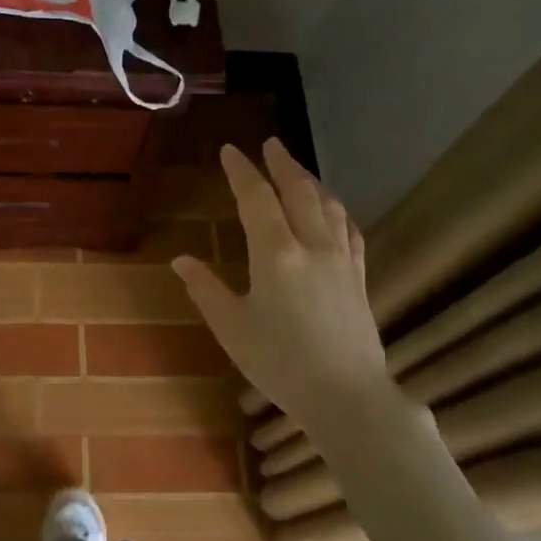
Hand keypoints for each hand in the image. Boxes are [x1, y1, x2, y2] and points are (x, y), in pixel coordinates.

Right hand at [173, 140, 385, 437]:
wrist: (348, 397)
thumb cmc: (281, 364)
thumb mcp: (232, 328)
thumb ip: (206, 289)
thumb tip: (182, 261)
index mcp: (275, 254)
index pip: (256, 198)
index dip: (241, 171)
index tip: (230, 151)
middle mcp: (312, 245)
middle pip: (298, 190)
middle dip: (282, 163)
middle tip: (269, 144)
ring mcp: (341, 259)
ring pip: (327, 204)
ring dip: (310, 180)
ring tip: (296, 169)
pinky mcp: (358, 276)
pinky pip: (348, 229)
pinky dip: (336, 210)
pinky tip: (332, 211)